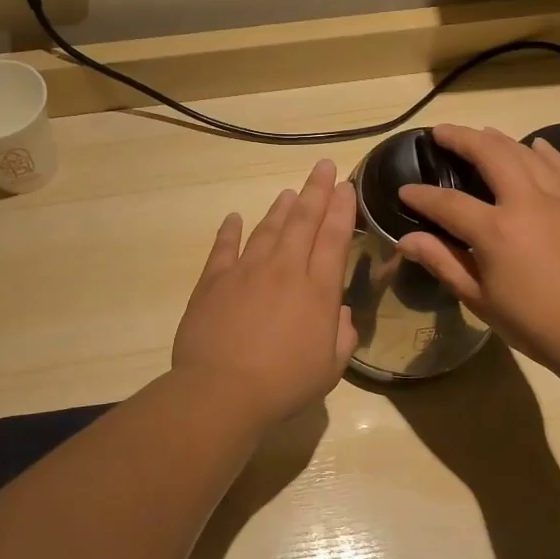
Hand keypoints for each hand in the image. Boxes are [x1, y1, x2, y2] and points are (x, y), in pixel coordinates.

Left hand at [171, 158, 359, 429]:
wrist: (222, 391)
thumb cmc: (284, 384)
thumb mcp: (330, 369)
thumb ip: (343, 336)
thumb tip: (342, 313)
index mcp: (318, 290)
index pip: (334, 238)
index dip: (342, 209)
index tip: (346, 187)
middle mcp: (285, 270)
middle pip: (303, 221)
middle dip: (316, 191)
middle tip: (324, 167)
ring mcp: (246, 271)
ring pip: (267, 228)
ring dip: (280, 207)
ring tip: (289, 191)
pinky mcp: (213, 281)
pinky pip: (224, 247)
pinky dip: (230, 230)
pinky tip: (233, 217)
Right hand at [396, 125, 559, 380]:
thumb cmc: (534, 324)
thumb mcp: (480, 300)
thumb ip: (443, 263)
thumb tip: (407, 239)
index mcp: (495, 231)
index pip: (448, 203)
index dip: (422, 196)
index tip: (405, 190)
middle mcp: (527, 203)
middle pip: (490, 154)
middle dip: (462, 139)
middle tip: (441, 133)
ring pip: (526, 154)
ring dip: (499, 140)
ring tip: (481, 134)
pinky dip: (546, 152)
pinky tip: (535, 145)